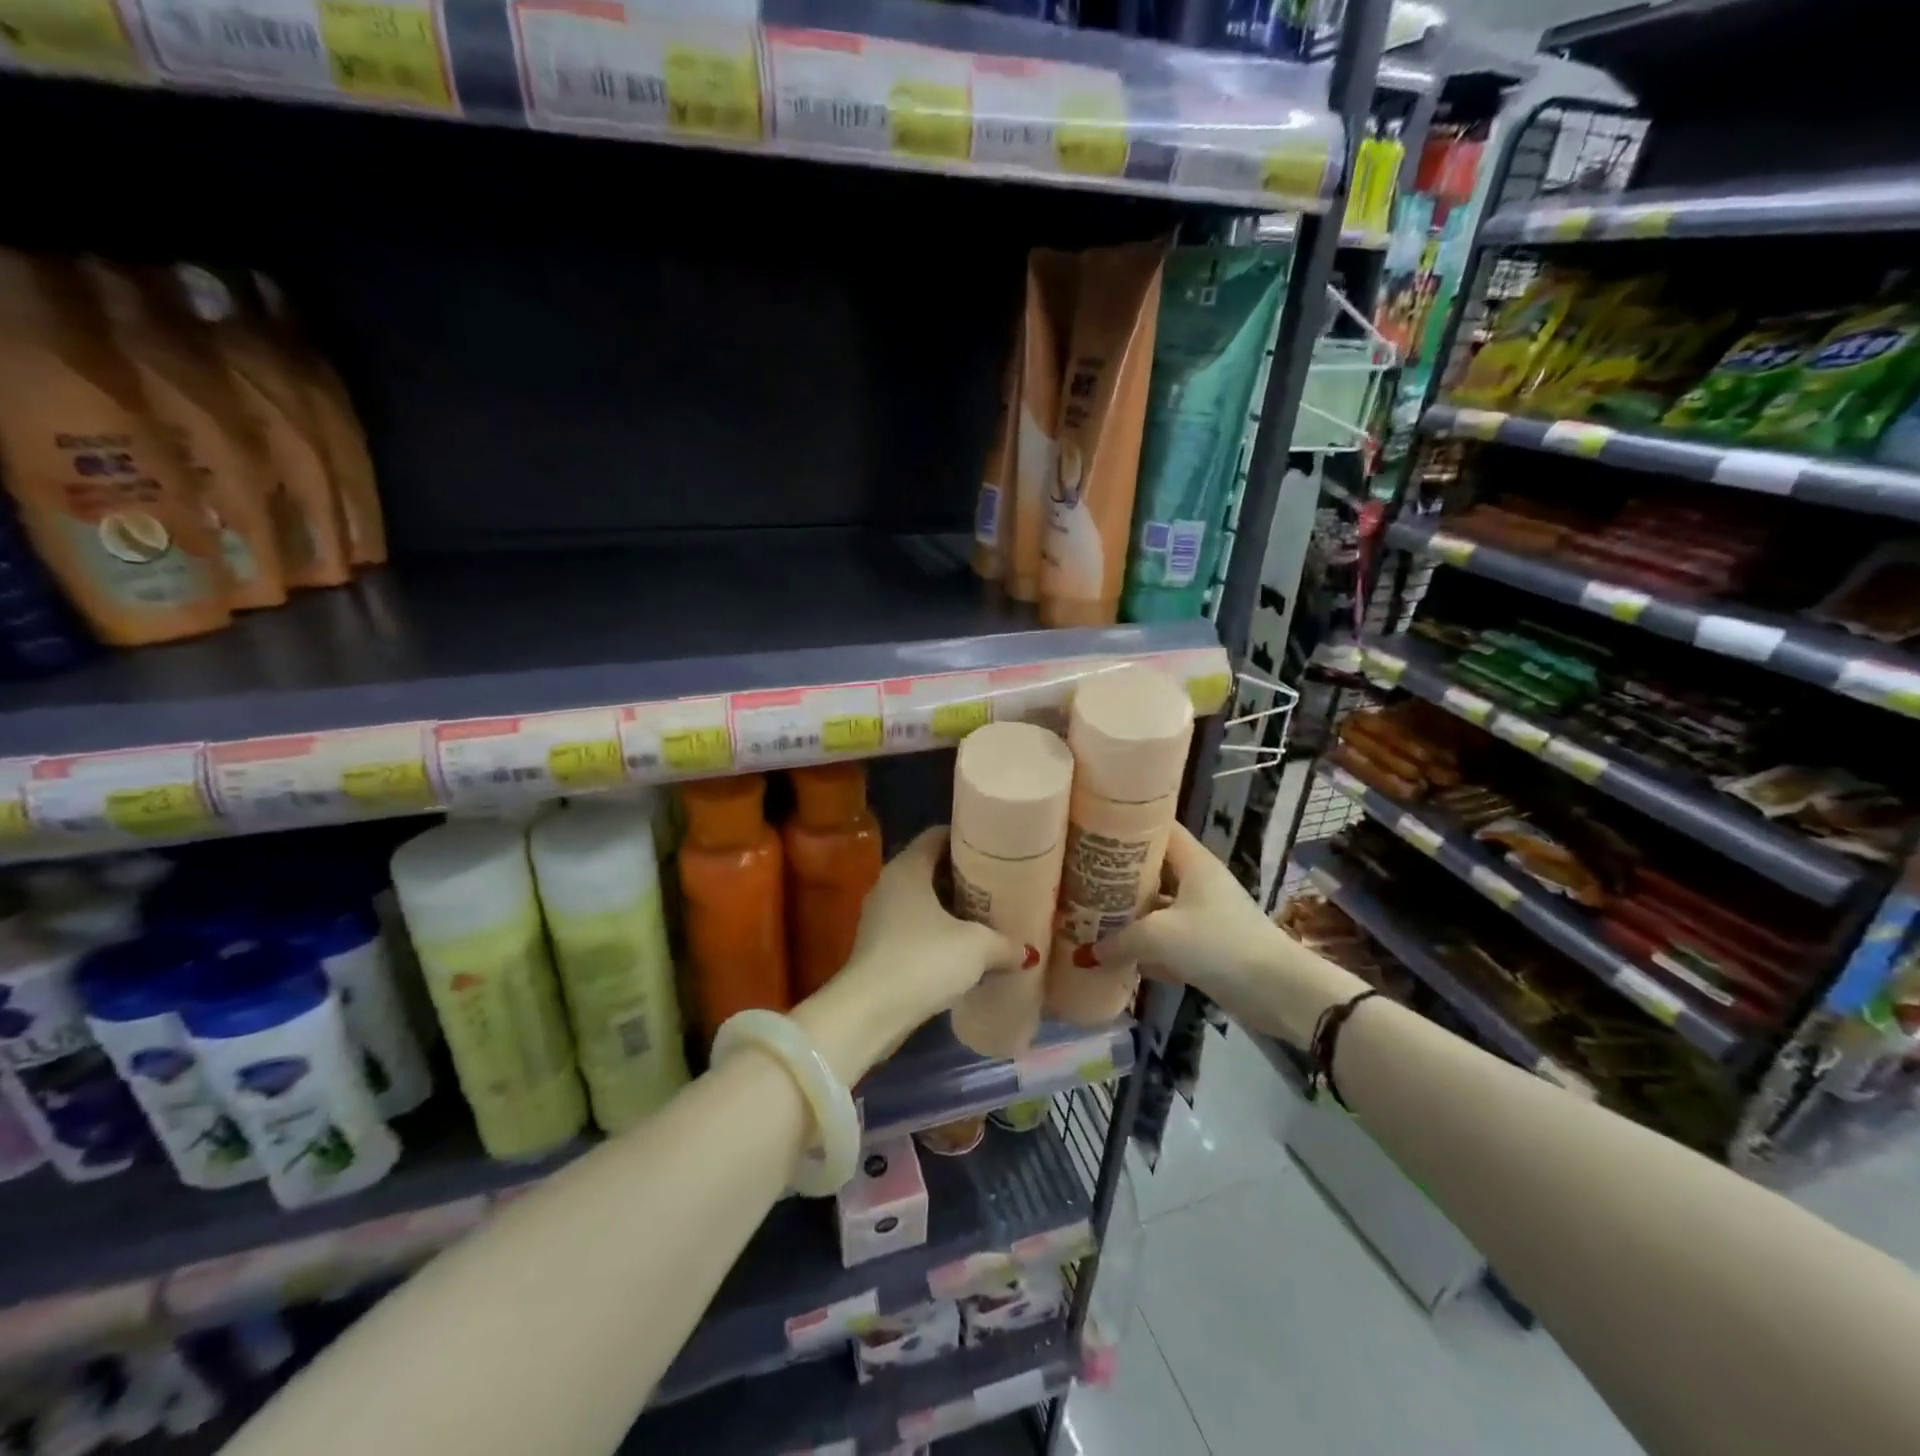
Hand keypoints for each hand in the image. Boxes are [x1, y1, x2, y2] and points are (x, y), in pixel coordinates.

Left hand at [792, 828, 1019, 1081]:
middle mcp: (889, 883)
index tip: (995, 849)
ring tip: (986, 917)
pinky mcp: (878, 946)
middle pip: (930, 867)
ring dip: (950, 907)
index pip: (937, 835)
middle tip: (998, 884)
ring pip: (922, 900)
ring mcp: (880, 916)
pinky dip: (936, 932)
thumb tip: (1027, 951)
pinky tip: (962, 949)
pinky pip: (913, 927)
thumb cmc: (924, 960)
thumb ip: (1005, 943)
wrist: (870, 1011)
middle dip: (963, 876)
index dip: (967, 838)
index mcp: (908, 868)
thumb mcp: (976, 947)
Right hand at [1089, 824, 1364, 1045]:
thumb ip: (1119, 940)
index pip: (1158, 828)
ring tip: (1089, 914)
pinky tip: (1118, 956)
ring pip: (1158, 905)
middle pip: (1153, 869)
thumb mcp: (1159, 937)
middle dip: (1119, 875)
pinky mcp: (1208, 945)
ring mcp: (1205, 914)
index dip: (1127, 825)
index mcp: (1193, 862)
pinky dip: (1147, 945)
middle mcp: (1199, 881)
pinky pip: (1168, 937)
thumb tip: (1086, 954)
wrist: (1278, 992)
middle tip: (1080, 876)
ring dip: (1130, 914)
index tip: (1092, 828)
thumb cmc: (1218, 945)